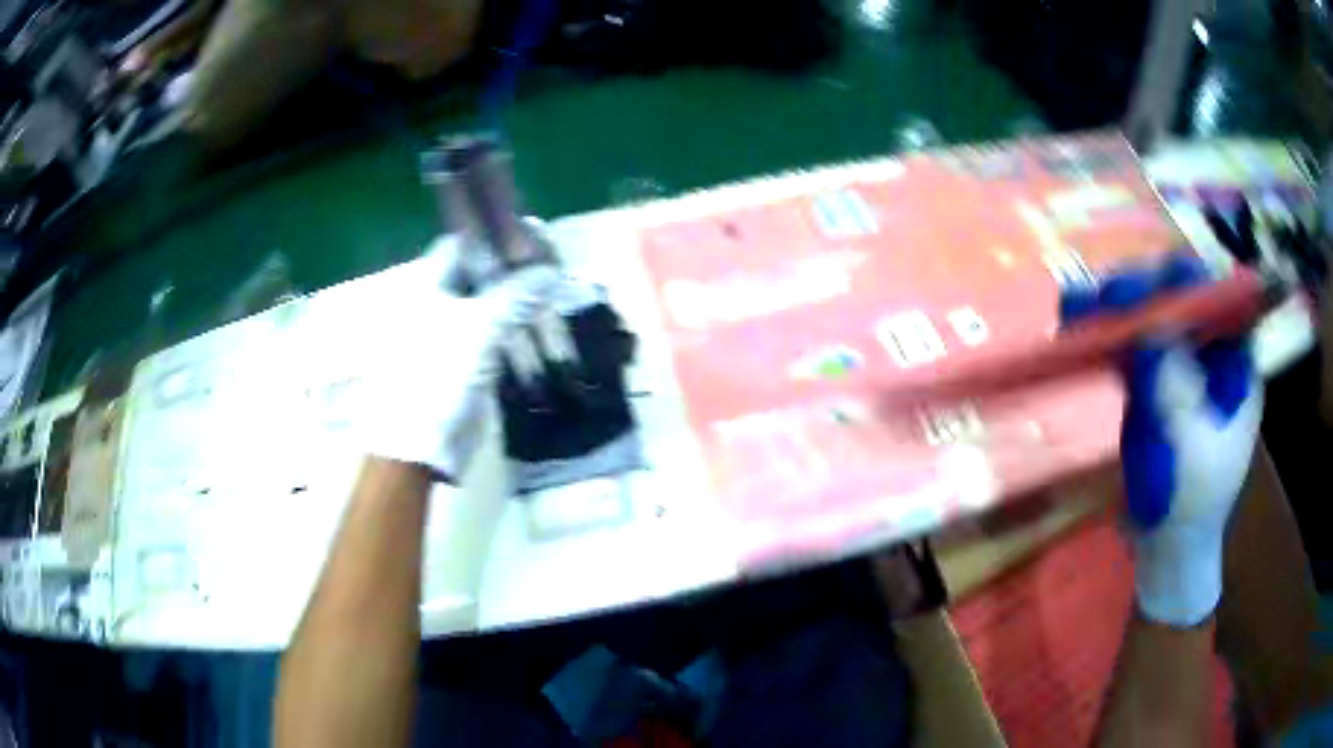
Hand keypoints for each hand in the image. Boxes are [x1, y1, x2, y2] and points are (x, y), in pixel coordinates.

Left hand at [361, 235, 559, 481]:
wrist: (419, 443)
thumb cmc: (438, 375)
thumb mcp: (480, 328)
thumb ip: (516, 294)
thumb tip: (549, 269)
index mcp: (428, 286)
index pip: (461, 243)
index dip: (493, 235)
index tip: (530, 237)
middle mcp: (436, 303)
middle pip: (477, 273)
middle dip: (512, 267)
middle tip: (549, 265)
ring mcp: (449, 333)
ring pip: (488, 304)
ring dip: (517, 299)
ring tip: (552, 293)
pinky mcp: (463, 362)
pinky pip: (493, 335)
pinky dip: (515, 327)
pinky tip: (540, 326)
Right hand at [1062, 254, 1263, 626]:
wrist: (1167, 552)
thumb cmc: (1192, 510)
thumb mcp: (1193, 457)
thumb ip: (1179, 395)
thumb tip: (1155, 328)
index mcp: (1236, 368)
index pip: (1217, 304)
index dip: (1187, 286)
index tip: (1149, 285)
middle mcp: (1210, 356)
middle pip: (1179, 302)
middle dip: (1143, 292)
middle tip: (1106, 297)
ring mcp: (1179, 367)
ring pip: (1150, 319)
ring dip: (1116, 309)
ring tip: (1078, 305)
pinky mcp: (1150, 384)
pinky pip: (1128, 348)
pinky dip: (1104, 336)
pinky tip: (1076, 323)